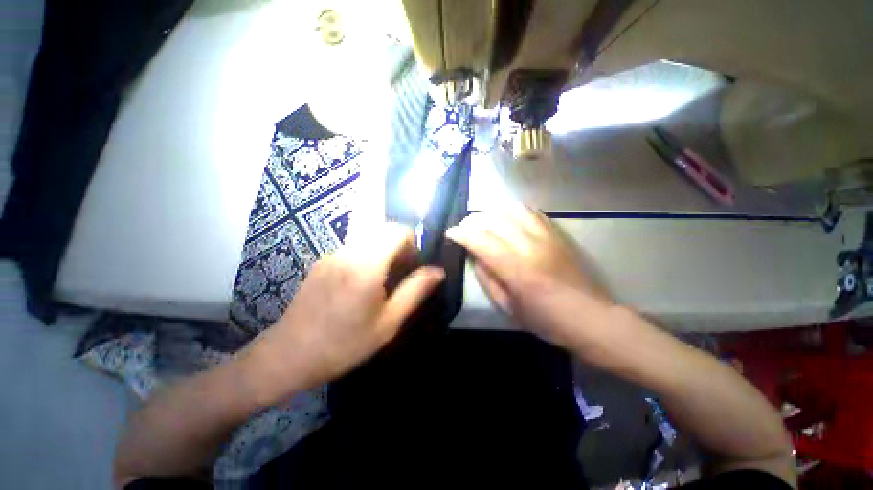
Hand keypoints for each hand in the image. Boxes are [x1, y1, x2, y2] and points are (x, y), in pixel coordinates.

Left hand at [241, 222, 443, 405]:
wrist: (288, 355)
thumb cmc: (344, 344)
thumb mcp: (388, 322)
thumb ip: (415, 291)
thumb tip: (438, 271)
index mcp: (367, 265)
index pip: (397, 231)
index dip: (412, 242)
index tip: (414, 264)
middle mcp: (348, 252)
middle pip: (383, 230)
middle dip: (399, 245)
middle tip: (401, 274)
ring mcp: (331, 255)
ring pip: (368, 238)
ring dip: (383, 250)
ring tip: (383, 281)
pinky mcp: (321, 262)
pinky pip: (353, 247)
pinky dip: (367, 255)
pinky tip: (360, 284)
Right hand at [445, 205, 611, 348]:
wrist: (590, 317)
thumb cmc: (545, 320)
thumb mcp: (507, 306)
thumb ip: (487, 278)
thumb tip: (475, 256)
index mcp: (517, 270)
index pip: (481, 240)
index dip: (461, 233)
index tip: (450, 233)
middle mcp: (531, 246)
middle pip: (494, 220)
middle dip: (472, 221)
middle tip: (464, 229)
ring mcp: (547, 236)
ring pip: (511, 210)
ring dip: (491, 213)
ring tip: (483, 223)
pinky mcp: (557, 233)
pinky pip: (530, 211)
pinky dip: (512, 211)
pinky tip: (506, 220)